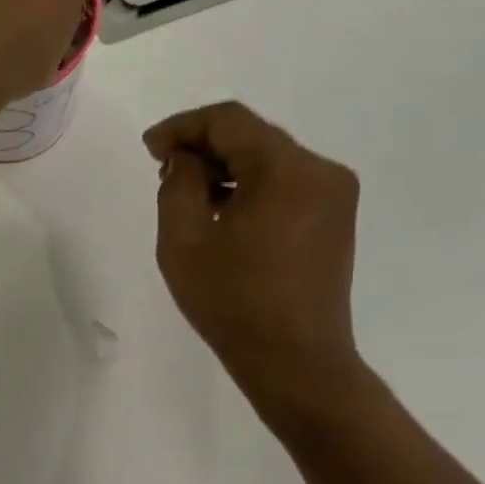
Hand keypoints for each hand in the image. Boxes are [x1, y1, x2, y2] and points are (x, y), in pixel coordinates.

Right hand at [145, 102, 367, 426]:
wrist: (294, 361)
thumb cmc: (233, 303)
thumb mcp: (184, 241)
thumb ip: (178, 184)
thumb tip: (185, 158)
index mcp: (287, 170)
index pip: (229, 121)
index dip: (183, 126)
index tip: (149, 148)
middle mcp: (321, 171)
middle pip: (253, 137)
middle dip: (204, 147)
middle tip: (163, 171)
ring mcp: (335, 196)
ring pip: (269, 161)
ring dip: (226, 169)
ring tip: (188, 197)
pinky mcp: (335, 220)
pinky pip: (286, 186)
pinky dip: (250, 189)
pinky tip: (224, 214)